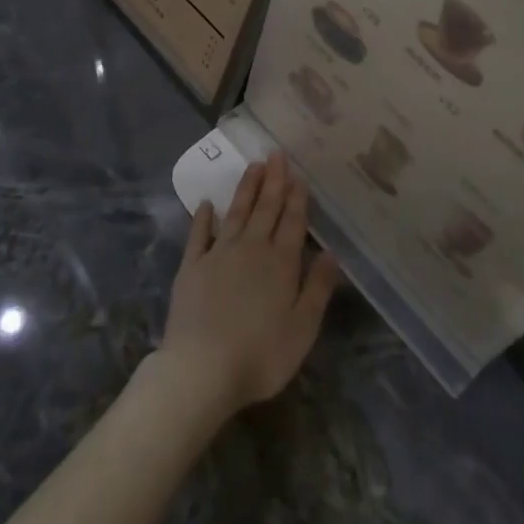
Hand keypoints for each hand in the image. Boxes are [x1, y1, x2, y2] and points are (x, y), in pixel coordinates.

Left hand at [156, 152, 337, 419]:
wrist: (201, 369)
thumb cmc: (260, 355)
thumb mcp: (302, 328)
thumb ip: (317, 288)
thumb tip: (332, 252)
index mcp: (281, 263)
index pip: (292, 222)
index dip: (296, 197)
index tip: (298, 174)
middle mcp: (251, 248)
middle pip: (265, 209)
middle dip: (273, 181)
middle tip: (276, 154)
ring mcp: (218, 254)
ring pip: (236, 213)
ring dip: (246, 189)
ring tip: (253, 166)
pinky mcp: (191, 266)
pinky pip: (199, 235)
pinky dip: (203, 217)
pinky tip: (206, 203)